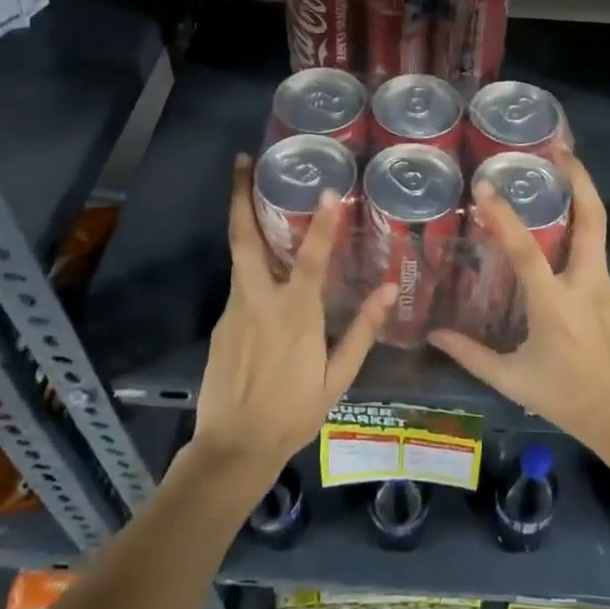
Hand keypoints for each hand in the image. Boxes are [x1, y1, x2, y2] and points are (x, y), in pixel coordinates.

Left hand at [190, 155, 392, 496]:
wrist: (232, 448)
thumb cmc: (294, 412)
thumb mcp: (337, 377)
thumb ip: (362, 329)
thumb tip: (389, 288)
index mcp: (294, 314)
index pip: (311, 258)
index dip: (321, 223)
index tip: (328, 190)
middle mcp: (258, 301)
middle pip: (244, 238)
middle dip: (240, 196)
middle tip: (241, 160)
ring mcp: (233, 310)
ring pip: (239, 255)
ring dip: (244, 220)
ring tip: (255, 193)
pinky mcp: (220, 323)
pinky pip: (240, 284)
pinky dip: (251, 263)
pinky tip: (266, 267)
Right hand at [428, 144, 609, 480]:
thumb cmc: (570, 400)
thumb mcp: (514, 380)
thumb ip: (471, 355)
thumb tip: (434, 334)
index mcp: (555, 305)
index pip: (527, 250)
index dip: (504, 216)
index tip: (485, 186)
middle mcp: (585, 284)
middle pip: (591, 218)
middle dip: (578, 177)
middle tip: (558, 147)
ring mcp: (605, 285)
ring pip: (596, 228)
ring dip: (580, 195)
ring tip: (556, 169)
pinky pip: (594, 248)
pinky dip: (580, 225)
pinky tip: (560, 222)